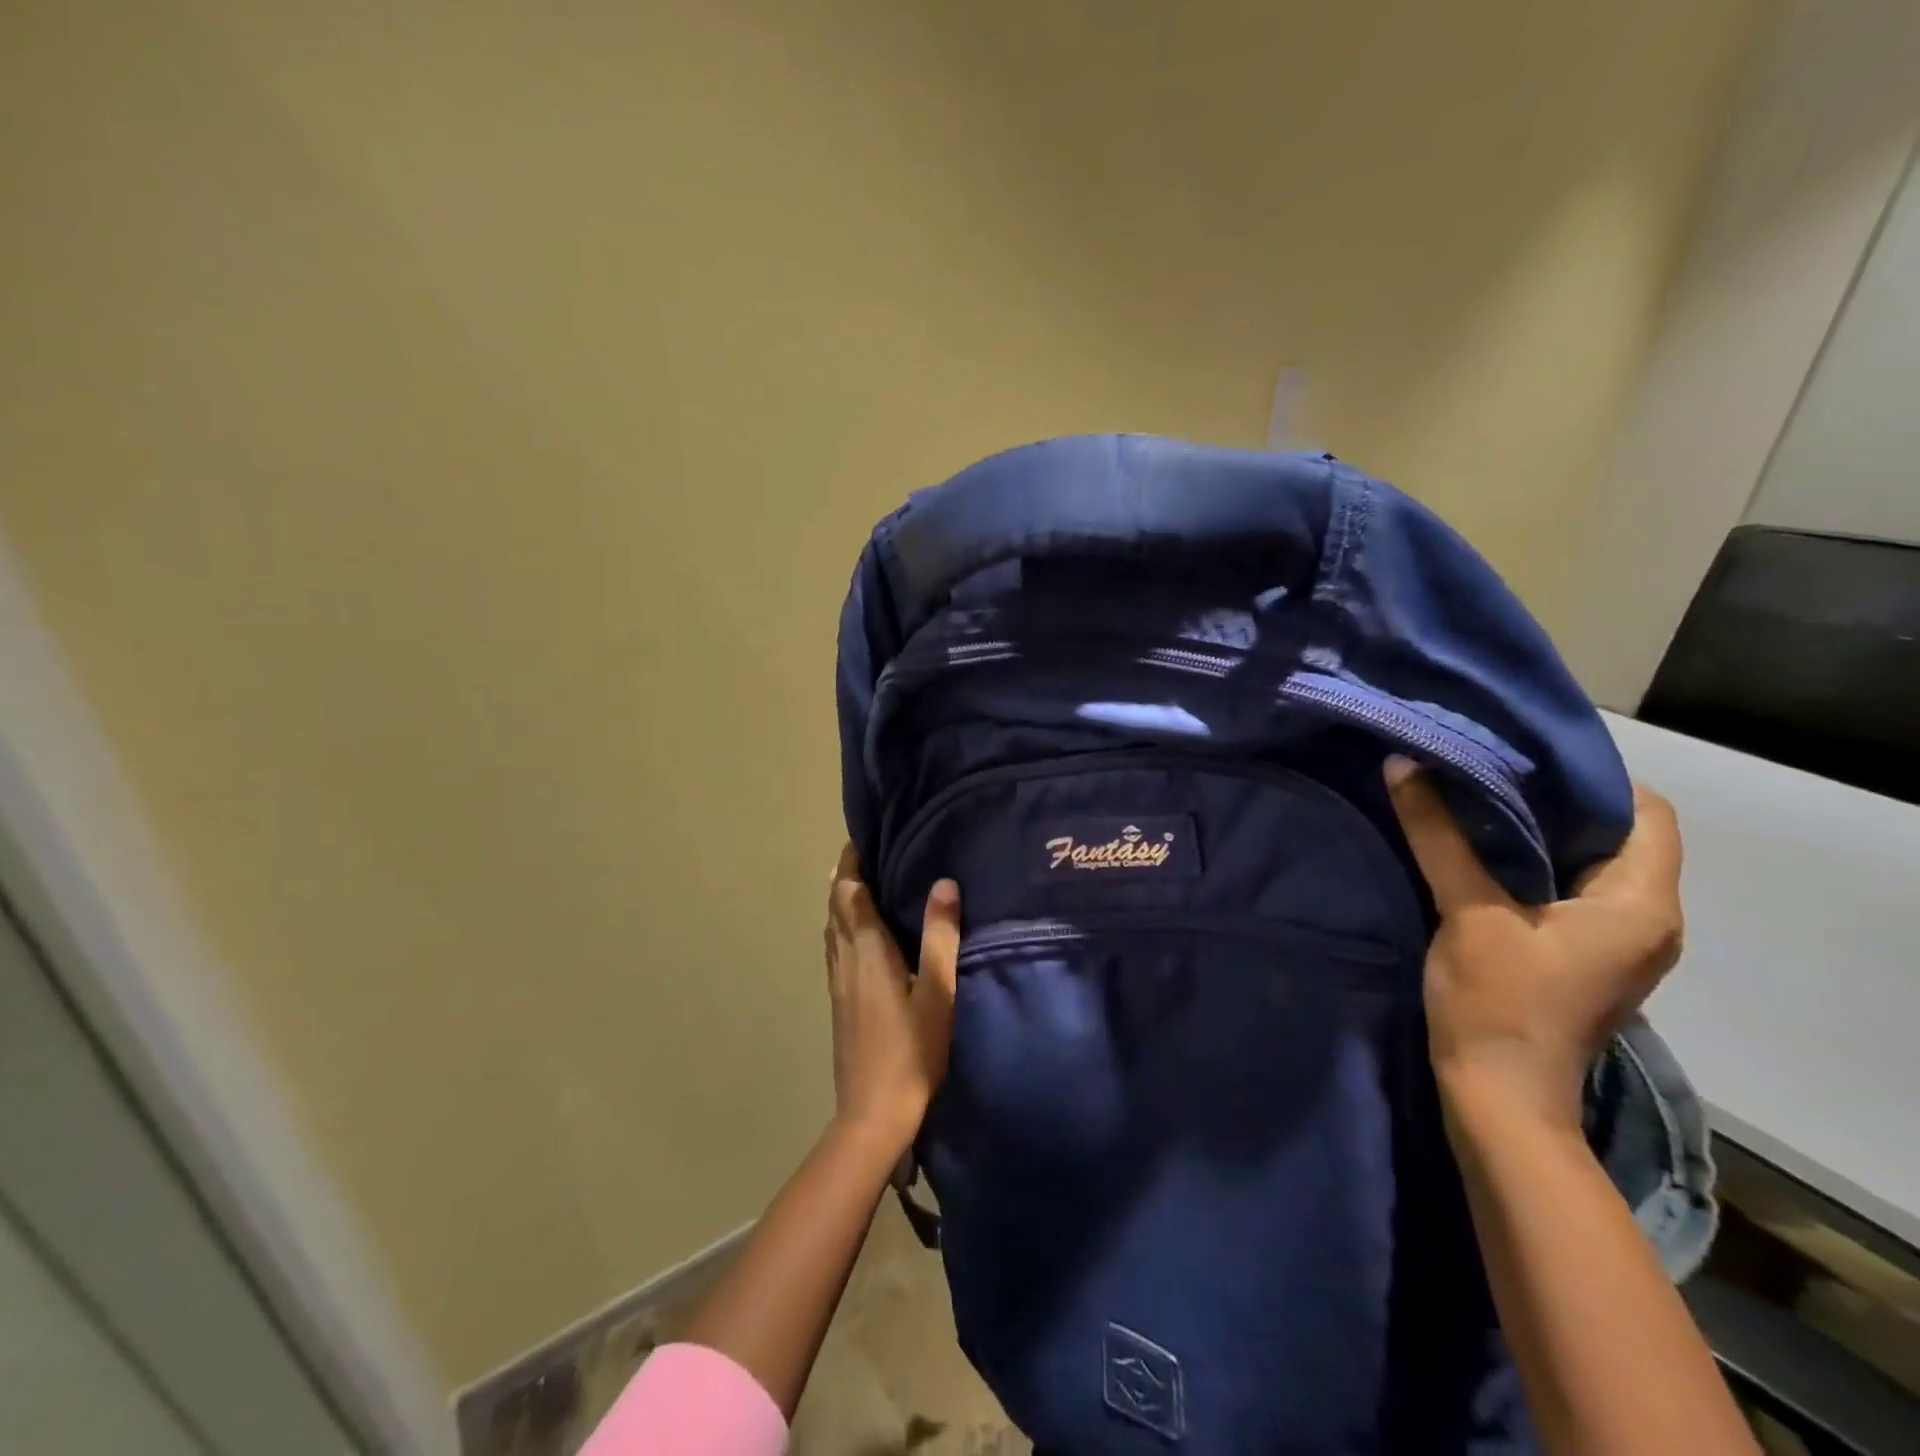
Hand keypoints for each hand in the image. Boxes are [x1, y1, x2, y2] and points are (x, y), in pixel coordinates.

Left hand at [823, 845, 961, 1152]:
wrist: (872, 1114)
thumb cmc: (911, 1051)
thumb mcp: (937, 992)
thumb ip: (940, 936)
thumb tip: (944, 881)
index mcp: (867, 950)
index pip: (850, 892)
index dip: (852, 862)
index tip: (862, 836)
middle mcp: (845, 958)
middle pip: (835, 905)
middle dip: (845, 874)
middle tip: (865, 850)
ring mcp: (837, 981)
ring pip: (831, 927)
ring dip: (840, 899)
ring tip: (859, 881)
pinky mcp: (838, 1000)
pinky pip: (834, 946)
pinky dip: (840, 925)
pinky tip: (855, 934)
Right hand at [1383, 760, 1684, 1130]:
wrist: (1499, 1096)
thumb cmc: (1498, 1001)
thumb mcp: (1466, 910)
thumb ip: (1438, 835)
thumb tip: (1405, 764)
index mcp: (1641, 903)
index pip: (1648, 811)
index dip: (1591, 778)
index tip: (1522, 757)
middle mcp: (1648, 919)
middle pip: (1621, 835)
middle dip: (1557, 800)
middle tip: (1487, 770)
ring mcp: (1620, 943)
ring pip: (1593, 864)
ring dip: (1542, 834)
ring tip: (1477, 803)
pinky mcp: (1588, 957)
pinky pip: (1574, 891)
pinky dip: (1536, 866)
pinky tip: (1483, 854)